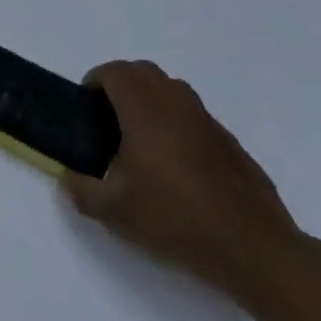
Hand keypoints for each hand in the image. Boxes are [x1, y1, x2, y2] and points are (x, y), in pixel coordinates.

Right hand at [62, 61, 304, 305]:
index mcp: (145, 110)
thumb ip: (80, 190)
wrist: (251, 248)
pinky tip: (176, 167)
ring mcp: (208, 122)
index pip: (116, 71)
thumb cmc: (175, 219)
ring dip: (150, 100)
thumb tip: (68, 177)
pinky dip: (176, 124)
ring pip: (172, 90)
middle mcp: (177, 105)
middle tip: (108, 120)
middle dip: (121, 85)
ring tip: (140, 141)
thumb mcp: (113, 212)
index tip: (86, 107)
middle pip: (143, 72)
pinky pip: (194, 117)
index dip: (95, 81)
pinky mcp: (230, 143)